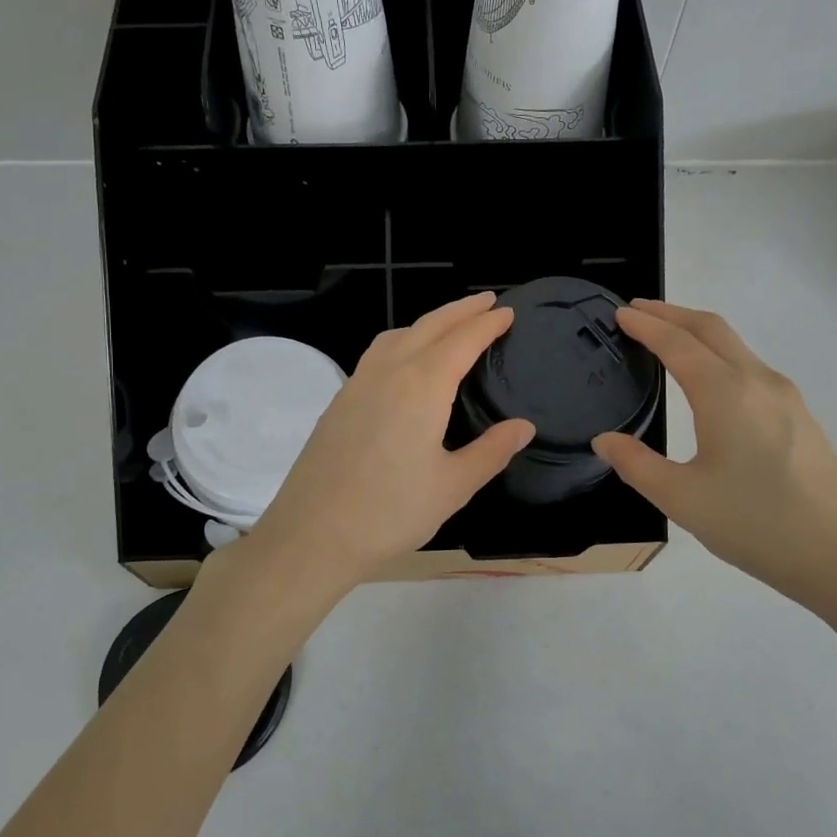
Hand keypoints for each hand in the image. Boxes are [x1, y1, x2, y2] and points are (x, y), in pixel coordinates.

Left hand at [247, 293, 534, 590]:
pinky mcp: (338, 403)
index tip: (507, 312)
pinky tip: (404, 363)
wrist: (313, 535)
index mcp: (421, 387)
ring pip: (397, 336)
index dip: (487, 324)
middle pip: (428, 326)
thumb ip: (491, 451)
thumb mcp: (453, 486)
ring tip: (448, 326)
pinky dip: (401, 341)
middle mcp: (388, 373)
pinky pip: (376, 355)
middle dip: (460, 310)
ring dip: (427, 322)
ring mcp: (357, 385)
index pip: (462, 341)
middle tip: (487, 301)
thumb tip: (523, 427)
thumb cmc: (391, 513)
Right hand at [592, 300, 836, 613]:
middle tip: (637, 312)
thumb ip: (636, 464)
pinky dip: (720, 355)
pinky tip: (709, 381)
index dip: (646, 325)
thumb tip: (605, 440)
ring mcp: (786, 397)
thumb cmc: (756, 524)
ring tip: (667, 339)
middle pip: (712, 328)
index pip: (677, 343)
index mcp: (726, 393)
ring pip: (736, 346)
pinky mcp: (801, 416)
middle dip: (672, 313)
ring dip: (698, 333)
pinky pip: (751, 368)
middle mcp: (758, 381)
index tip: (620, 314)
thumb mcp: (682, 499)